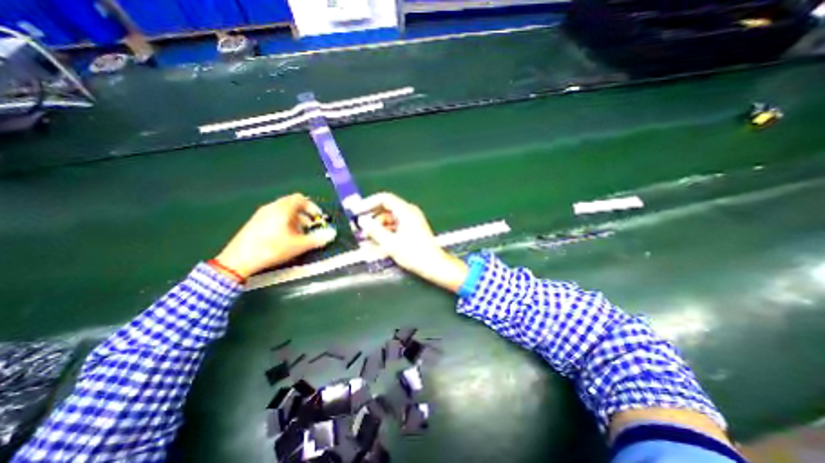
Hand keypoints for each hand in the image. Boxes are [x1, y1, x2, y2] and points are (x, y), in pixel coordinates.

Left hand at [217, 192, 340, 277]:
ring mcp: (262, 214)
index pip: (301, 199)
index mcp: (282, 209)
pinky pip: (275, 217)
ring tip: (300, 235)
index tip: (318, 218)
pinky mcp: (255, 222)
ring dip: (296, 220)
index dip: (312, 207)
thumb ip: (317, 239)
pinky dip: (285, 223)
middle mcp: (272, 207)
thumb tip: (333, 233)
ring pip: (284, 211)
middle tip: (310, 228)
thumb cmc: (272, 249)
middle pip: (293, 205)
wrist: (238, 260)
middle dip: (305, 215)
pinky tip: (285, 237)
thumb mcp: (298, 245)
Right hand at [358, 193, 465, 289]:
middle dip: (372, 220)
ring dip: (377, 229)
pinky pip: (395, 227)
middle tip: (359, 230)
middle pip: (386, 210)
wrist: (433, 265)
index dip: (369, 203)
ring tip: (366, 240)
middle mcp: (409, 213)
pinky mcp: (412, 229)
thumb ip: (374, 230)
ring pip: (389, 220)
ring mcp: (411, 221)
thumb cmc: (413, 254)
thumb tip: (362, 221)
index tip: (357, 211)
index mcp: (406, 211)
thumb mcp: (390, 243)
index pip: (384, 199)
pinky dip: (385, 233)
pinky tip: (377, 243)